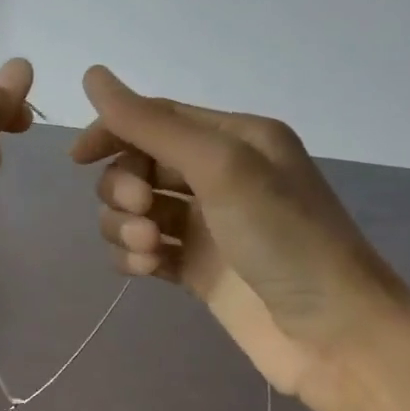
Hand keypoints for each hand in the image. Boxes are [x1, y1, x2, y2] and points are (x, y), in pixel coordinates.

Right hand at [70, 66, 409, 410]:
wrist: (332, 334)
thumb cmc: (284, 238)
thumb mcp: (221, 167)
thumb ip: (153, 124)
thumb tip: (92, 76)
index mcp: (234, 138)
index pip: (154, 118)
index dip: (112, 132)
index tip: (77, 159)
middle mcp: (217, 176)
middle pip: (138, 166)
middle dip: (125, 188)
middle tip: (143, 211)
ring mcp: (205, 226)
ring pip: (133, 211)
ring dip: (126, 227)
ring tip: (152, 250)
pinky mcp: (194, 268)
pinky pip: (141, 250)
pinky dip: (134, 258)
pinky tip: (149, 271)